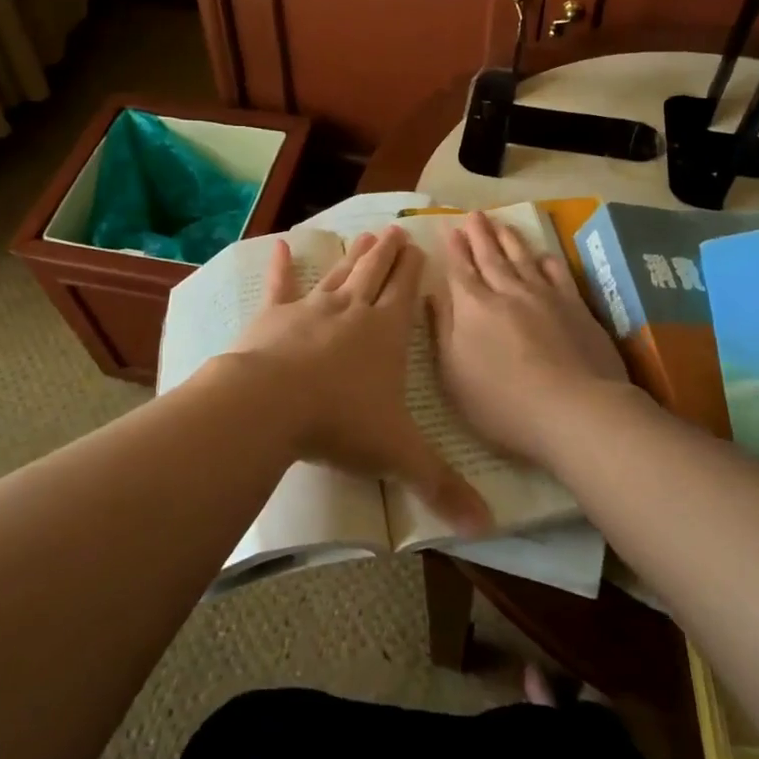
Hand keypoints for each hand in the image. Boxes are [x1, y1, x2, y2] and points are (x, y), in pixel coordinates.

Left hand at [231, 226, 490, 534]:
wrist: (271, 405)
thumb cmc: (341, 422)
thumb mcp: (397, 455)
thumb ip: (440, 486)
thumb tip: (487, 527)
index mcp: (386, 334)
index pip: (405, 294)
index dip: (413, 271)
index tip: (419, 247)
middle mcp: (352, 311)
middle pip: (374, 273)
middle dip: (387, 253)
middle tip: (395, 231)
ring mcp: (311, 309)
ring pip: (338, 274)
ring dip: (352, 256)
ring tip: (364, 236)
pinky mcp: (273, 316)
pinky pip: (279, 286)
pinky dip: (280, 267)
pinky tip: (278, 247)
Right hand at [430, 212, 630, 465]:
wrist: (573, 409)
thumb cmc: (502, 403)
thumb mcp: (453, 375)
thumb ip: (441, 331)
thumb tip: (432, 295)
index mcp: (473, 308)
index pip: (460, 270)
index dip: (455, 248)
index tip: (451, 228)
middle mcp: (507, 292)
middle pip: (491, 257)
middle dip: (480, 235)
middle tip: (474, 214)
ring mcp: (544, 296)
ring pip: (523, 258)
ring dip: (510, 239)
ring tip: (501, 223)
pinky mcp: (575, 307)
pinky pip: (558, 273)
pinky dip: (548, 261)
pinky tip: (544, 255)